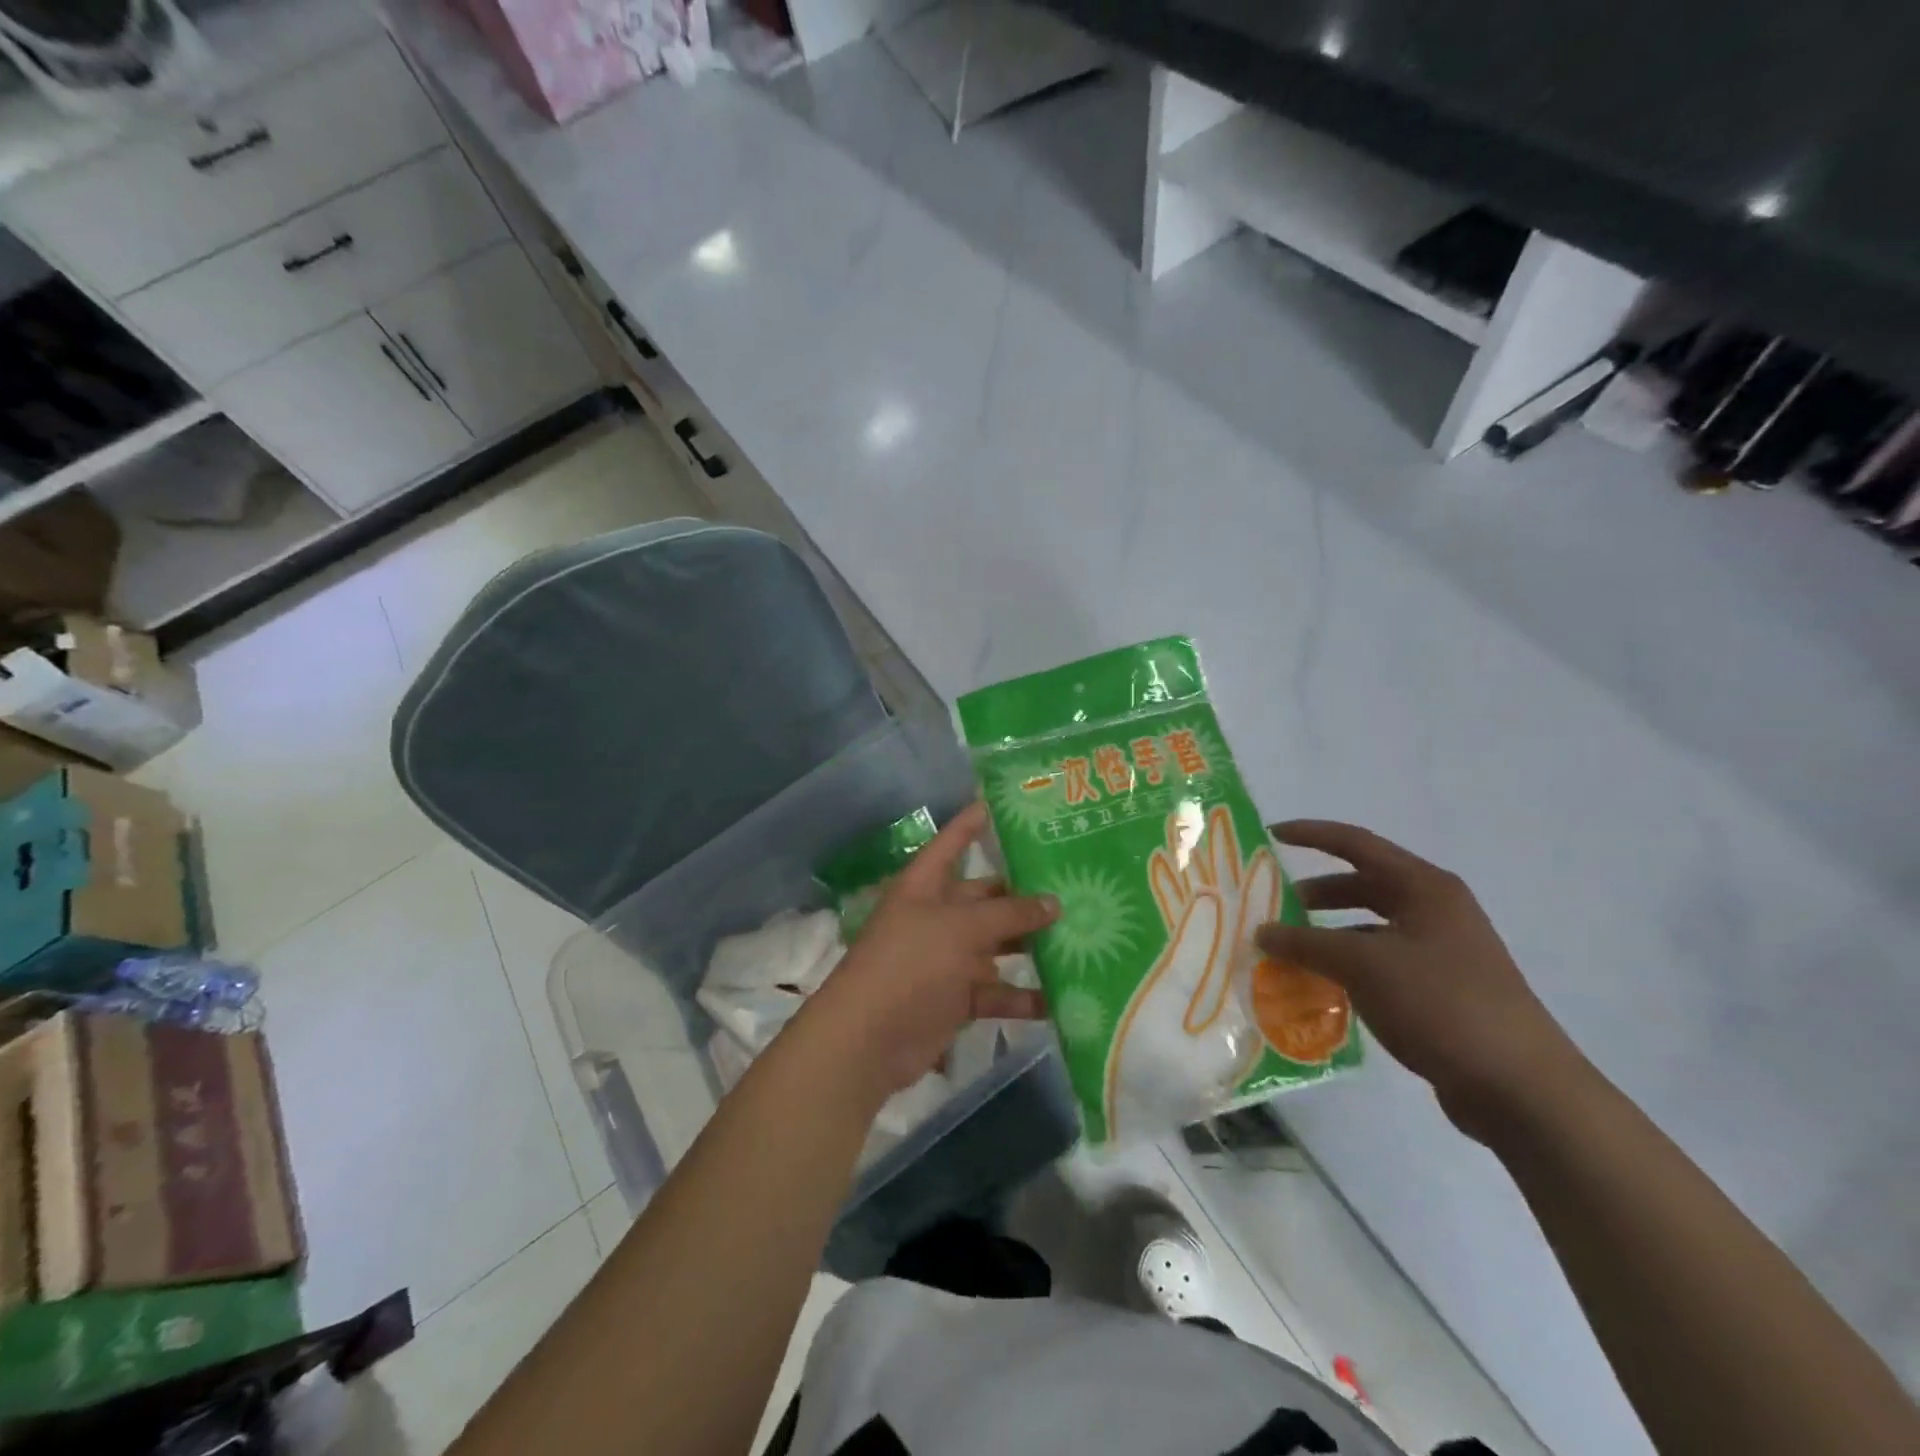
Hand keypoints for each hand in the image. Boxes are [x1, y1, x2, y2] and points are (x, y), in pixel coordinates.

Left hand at [801, 803, 1057, 1097]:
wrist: (868, 1040)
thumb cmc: (910, 964)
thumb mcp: (960, 928)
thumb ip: (1008, 913)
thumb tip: (1053, 902)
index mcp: (925, 886)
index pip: (951, 844)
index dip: (971, 824)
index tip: (999, 804)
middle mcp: (936, 916)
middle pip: (984, 897)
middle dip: (1022, 894)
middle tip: (1072, 883)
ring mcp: (947, 958)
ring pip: (996, 944)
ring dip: (1030, 945)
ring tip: (1081, 935)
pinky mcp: (957, 998)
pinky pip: (997, 991)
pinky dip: (1023, 996)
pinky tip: (1063, 996)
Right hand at [1255, 820, 1584, 1140]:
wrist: (1521, 1088)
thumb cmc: (1441, 1004)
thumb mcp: (1363, 966)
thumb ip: (1306, 944)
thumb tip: (1261, 932)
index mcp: (1425, 888)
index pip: (1356, 844)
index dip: (1312, 835)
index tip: (1271, 836)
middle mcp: (1435, 910)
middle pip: (1364, 886)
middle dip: (1316, 893)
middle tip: (1273, 906)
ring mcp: (1442, 951)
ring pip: (1370, 928)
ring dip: (1329, 935)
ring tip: (1289, 951)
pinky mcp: (1441, 989)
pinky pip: (1381, 963)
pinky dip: (1348, 967)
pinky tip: (1322, 988)